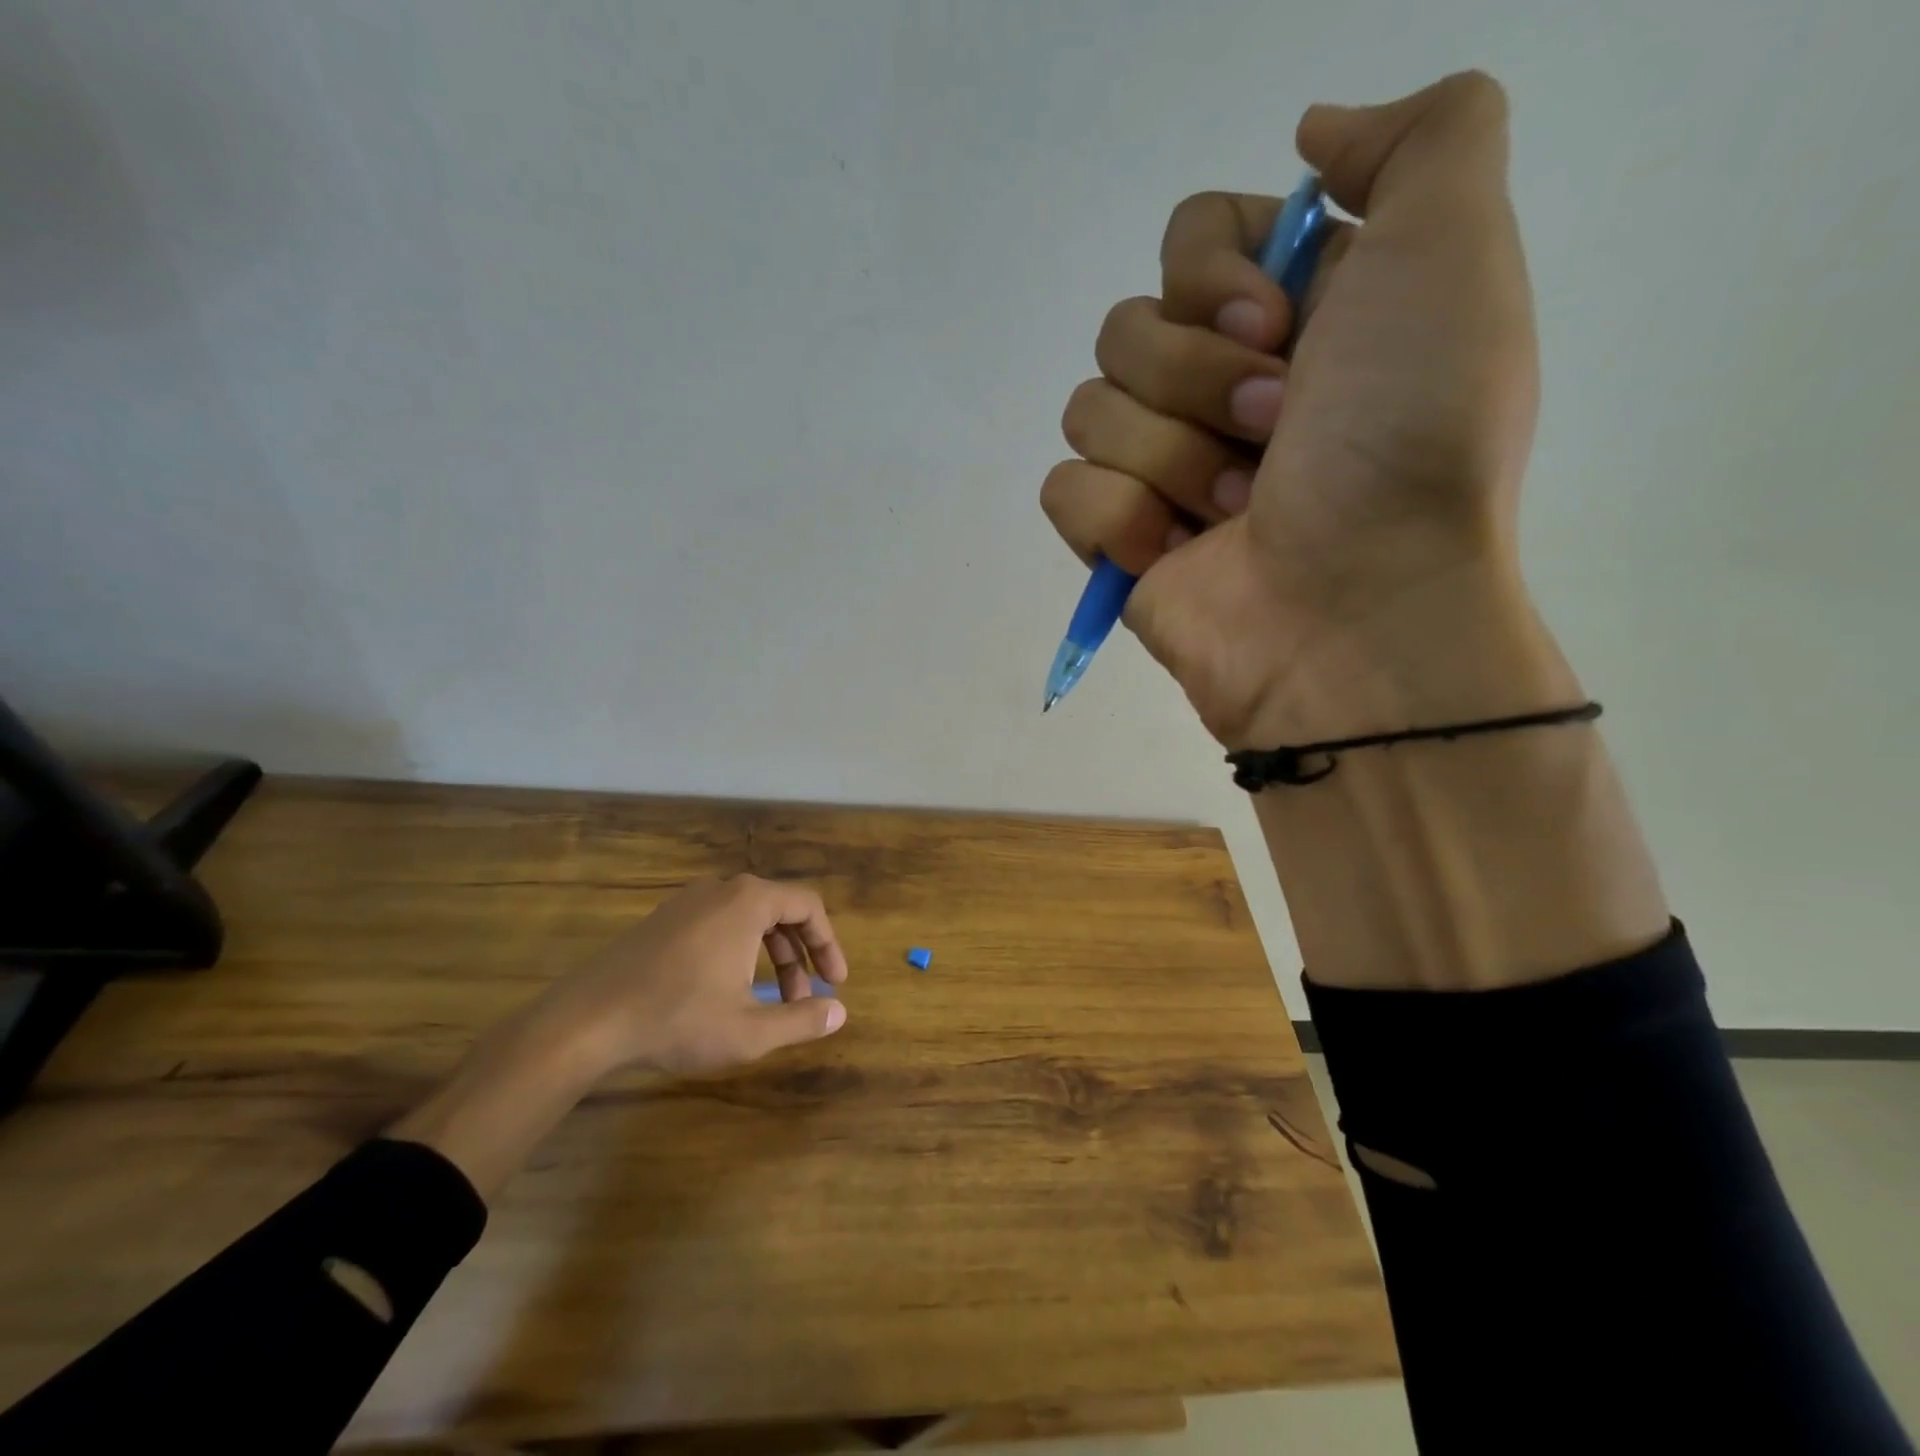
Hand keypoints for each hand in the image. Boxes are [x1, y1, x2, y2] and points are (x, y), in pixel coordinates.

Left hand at [390, 876, 849, 1199]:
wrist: (586, 1021)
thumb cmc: (678, 1019)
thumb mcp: (750, 1030)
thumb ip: (802, 1019)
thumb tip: (839, 1012)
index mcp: (748, 902)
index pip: (808, 906)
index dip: (828, 944)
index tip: (835, 982)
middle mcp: (721, 889)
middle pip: (779, 910)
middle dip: (798, 956)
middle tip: (804, 997)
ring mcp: (687, 901)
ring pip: (747, 919)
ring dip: (769, 956)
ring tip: (769, 1000)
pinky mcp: (663, 920)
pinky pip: (718, 924)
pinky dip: (738, 951)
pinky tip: (726, 990)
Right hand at [1041, 72, 1554, 746]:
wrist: (1354, 609)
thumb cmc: (1408, 440)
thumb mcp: (1455, 252)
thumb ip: (1423, 137)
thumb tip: (1311, 133)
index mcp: (1289, 317)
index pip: (1188, 235)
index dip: (1212, 271)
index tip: (1274, 326)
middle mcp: (1219, 386)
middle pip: (1127, 326)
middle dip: (1198, 380)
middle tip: (1274, 435)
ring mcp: (1161, 469)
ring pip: (1089, 407)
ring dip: (1170, 457)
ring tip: (1235, 510)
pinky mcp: (1116, 539)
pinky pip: (1065, 488)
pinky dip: (1120, 519)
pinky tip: (1177, 554)